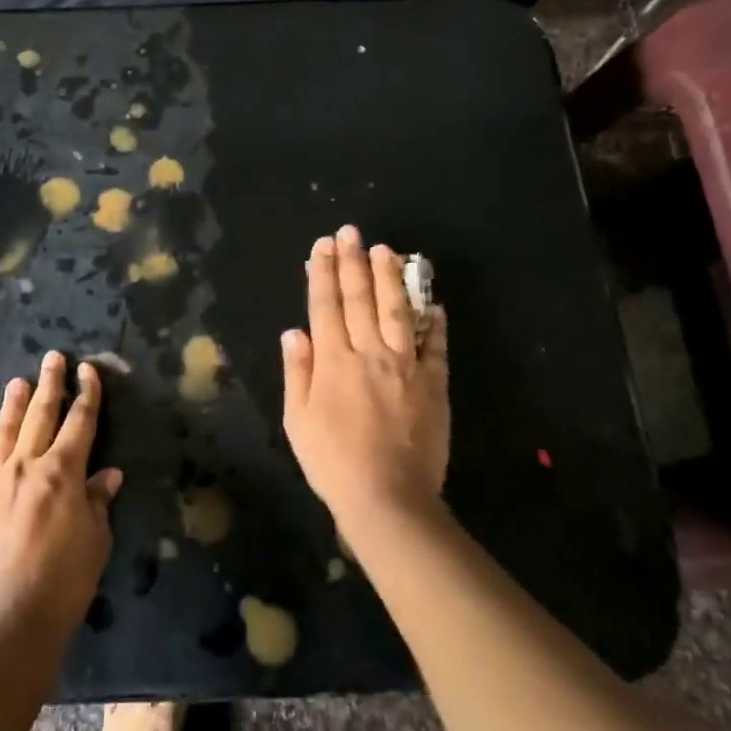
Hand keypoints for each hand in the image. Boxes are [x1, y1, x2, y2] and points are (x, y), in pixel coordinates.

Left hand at [0, 352, 123, 636]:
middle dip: (49, 384)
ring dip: (12, 405)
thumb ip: (98, 501)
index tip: (87, 370)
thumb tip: (109, 474)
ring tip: (17, 383)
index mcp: (63, 472)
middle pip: (40, 415)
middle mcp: (25, 466)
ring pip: (3, 433)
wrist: (6, 621)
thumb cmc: (63, 582)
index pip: (80, 422)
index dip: (86, 393)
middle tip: (52, 358)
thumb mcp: (95, 541)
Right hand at [281, 226, 448, 527]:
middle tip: (351, 232)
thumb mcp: (297, 420)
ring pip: (397, 311)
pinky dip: (435, 321)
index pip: (325, 305)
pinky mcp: (434, 383)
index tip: (322, 246)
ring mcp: (406, 366)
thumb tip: (294, 331)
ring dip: (390, 278)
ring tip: (387, 250)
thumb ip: (296, 372)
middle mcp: (369, 352)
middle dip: (353, 261)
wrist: (388, 498)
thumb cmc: (332, 462)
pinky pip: (436, 345)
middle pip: (360, 298)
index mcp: (333, 361)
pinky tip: (433, 301)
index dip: (323, 272)